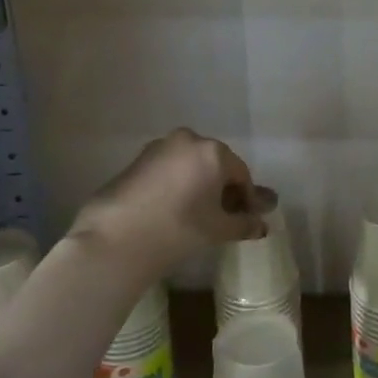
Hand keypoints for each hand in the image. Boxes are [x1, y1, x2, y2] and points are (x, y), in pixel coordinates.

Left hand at [71, 129, 266, 272]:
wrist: (116, 237)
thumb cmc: (178, 229)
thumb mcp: (217, 229)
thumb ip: (243, 223)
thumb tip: (261, 225)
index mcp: (213, 151)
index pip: (241, 174)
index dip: (247, 198)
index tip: (246, 220)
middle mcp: (188, 140)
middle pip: (216, 165)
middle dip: (223, 190)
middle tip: (224, 218)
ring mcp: (160, 147)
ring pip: (191, 165)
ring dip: (200, 186)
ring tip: (198, 215)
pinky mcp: (138, 159)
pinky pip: (170, 168)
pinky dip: (178, 184)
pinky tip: (174, 209)